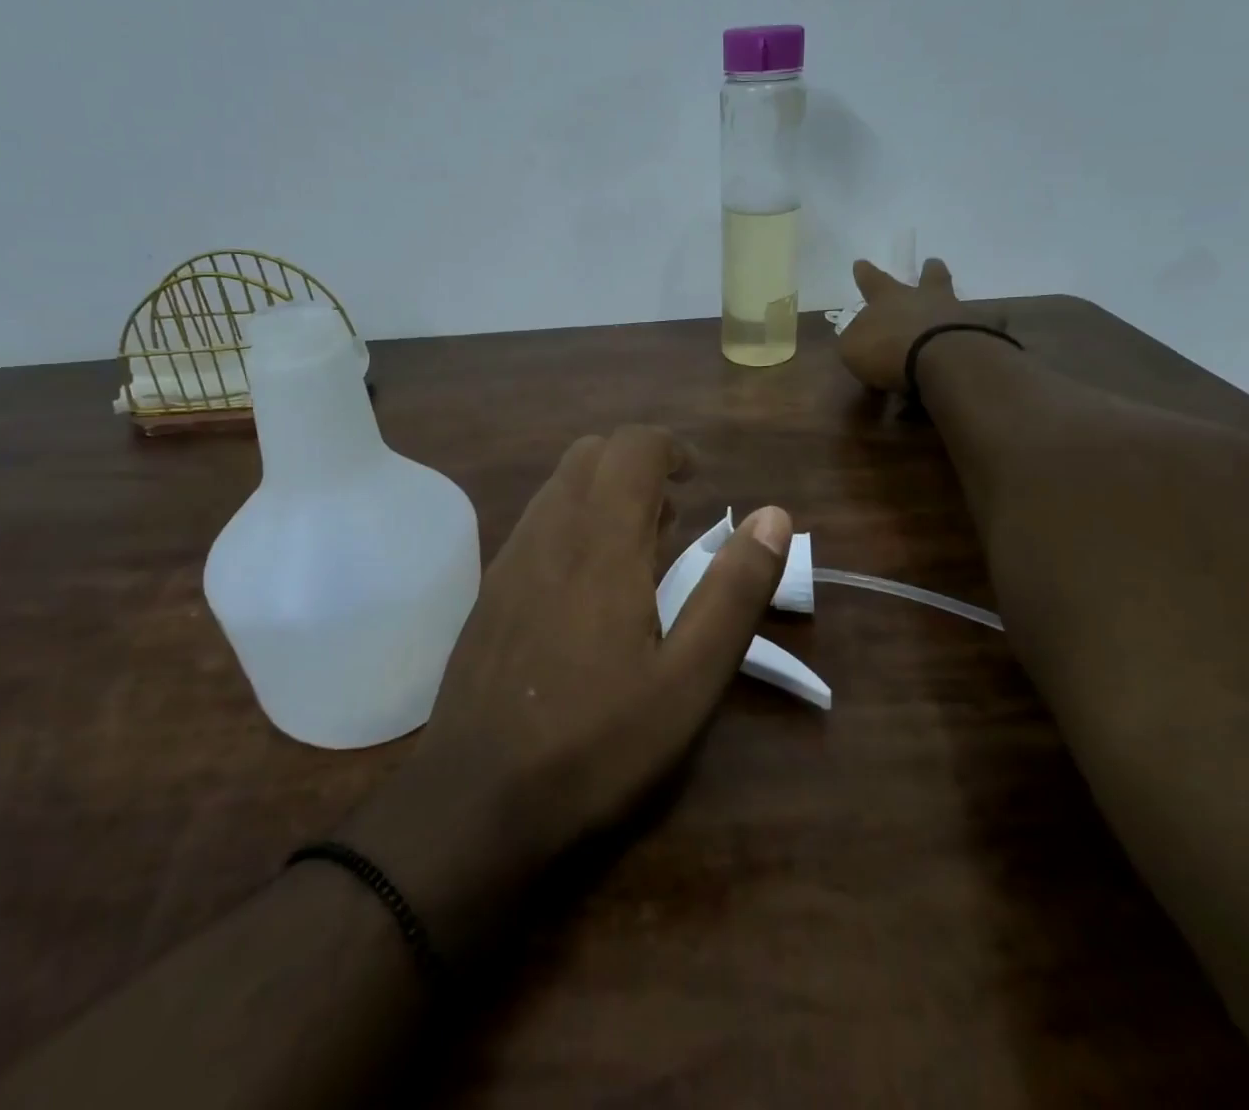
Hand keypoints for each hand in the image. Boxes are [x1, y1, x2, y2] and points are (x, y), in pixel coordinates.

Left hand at [343, 426, 790, 959]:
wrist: (473, 800)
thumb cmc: (596, 743)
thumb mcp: (689, 680)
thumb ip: (734, 591)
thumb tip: (774, 516)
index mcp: (601, 541)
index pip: (632, 446)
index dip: (670, 448)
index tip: (697, 482)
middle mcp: (549, 531)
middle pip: (591, 454)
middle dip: (637, 465)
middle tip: (672, 519)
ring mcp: (510, 558)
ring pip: (559, 486)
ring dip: (603, 493)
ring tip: (638, 552)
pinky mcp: (490, 589)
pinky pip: (537, 523)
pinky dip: (573, 522)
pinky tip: (588, 588)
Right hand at [839, 256, 980, 391]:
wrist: (943, 360)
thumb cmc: (889, 351)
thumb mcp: (853, 349)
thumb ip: (854, 340)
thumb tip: (858, 336)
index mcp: (888, 299)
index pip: (872, 281)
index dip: (865, 274)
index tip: (861, 262)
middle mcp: (925, 299)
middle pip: (928, 278)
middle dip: (928, 271)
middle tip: (932, 262)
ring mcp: (958, 313)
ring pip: (957, 300)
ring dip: (953, 302)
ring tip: (958, 307)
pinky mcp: (983, 333)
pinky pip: (986, 328)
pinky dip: (986, 329)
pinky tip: (988, 336)